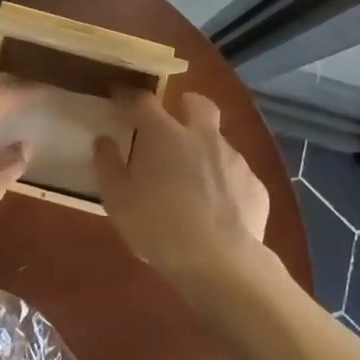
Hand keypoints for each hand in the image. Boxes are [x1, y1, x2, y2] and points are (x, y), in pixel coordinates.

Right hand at [93, 91, 270, 287]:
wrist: (221, 262)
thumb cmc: (158, 227)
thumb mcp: (118, 201)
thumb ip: (108, 166)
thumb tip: (103, 142)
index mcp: (164, 135)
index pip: (143, 101)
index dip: (128, 97)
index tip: (119, 98)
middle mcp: (203, 137)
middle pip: (198, 104)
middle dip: (186, 104)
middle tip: (174, 118)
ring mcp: (234, 159)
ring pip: (219, 141)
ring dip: (205, 150)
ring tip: (194, 179)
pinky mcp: (255, 185)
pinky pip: (236, 176)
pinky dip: (224, 184)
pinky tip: (218, 209)